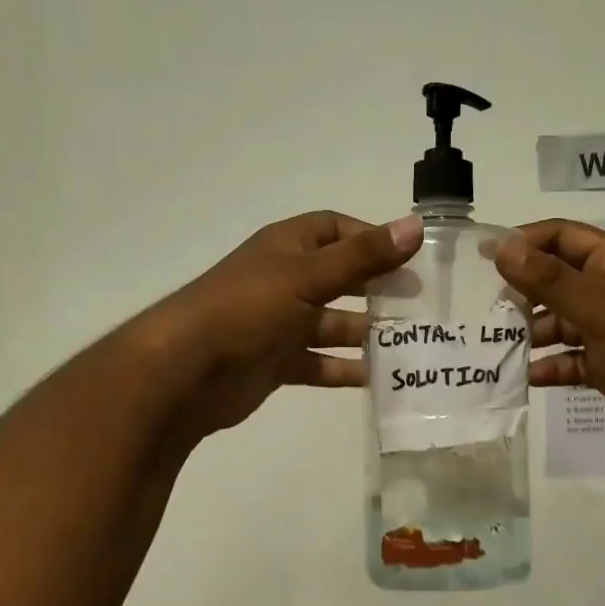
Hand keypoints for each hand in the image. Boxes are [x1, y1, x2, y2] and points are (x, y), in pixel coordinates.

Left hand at [135, 211, 423, 441]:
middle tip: (419, 304)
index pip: (335, 229)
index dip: (371, 238)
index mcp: (288, 247)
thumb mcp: (308, 276)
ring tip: (409, 346)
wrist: (185, 371)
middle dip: (376, 289)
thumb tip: (415, 226)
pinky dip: (344, 369)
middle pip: (340, 278)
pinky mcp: (276, 362)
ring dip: (366, 334)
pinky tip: (378, 380)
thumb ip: (363, 257)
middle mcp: (285, 280)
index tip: (408, 257)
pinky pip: (319, 363)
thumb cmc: (248, 308)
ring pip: (332, 324)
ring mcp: (279, 323)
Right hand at [495, 219, 604, 469]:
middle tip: (480, 307)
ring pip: (559, 324)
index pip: (561, 237)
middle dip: (521, 291)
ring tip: (493, 345)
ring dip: (530, 333)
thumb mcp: (601, 307)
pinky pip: (569, 361)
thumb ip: (550, 280)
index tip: (483, 256)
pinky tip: (524, 378)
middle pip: (555, 281)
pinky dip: (548, 367)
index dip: (524, 240)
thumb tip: (502, 248)